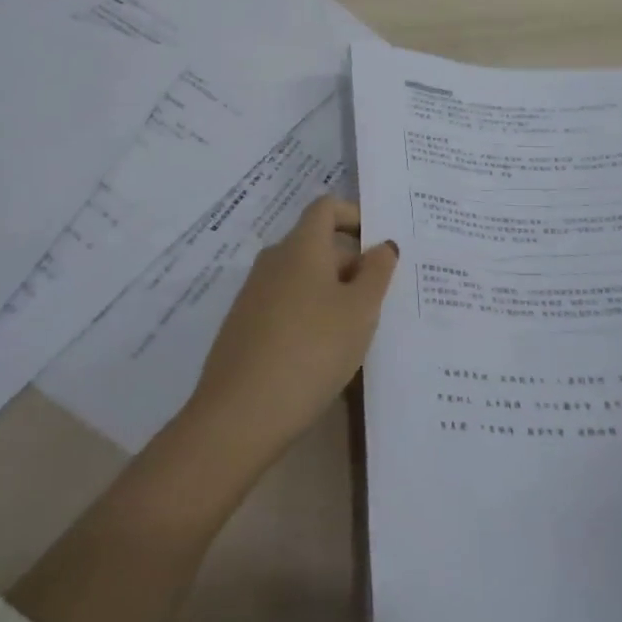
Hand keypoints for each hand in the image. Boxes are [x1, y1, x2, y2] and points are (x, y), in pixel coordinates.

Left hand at [185, 196, 398, 464]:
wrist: (239, 414)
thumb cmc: (311, 350)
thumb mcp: (359, 311)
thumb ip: (377, 272)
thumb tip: (382, 245)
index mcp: (301, 246)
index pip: (326, 207)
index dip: (354, 216)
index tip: (378, 245)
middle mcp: (273, 260)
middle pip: (316, 245)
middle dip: (351, 264)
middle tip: (381, 300)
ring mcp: (253, 294)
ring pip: (302, 279)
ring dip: (331, 294)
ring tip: (358, 332)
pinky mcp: (243, 327)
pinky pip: (285, 307)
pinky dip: (309, 317)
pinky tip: (323, 356)